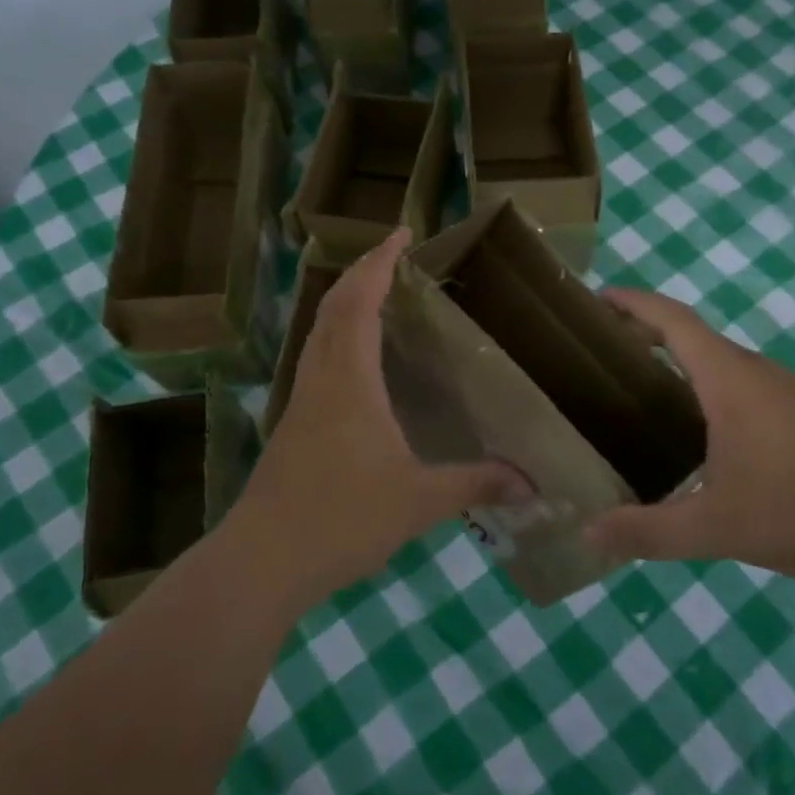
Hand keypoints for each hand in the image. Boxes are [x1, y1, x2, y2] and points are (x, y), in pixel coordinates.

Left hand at [224, 229, 531, 611]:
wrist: (262, 560)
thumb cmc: (341, 519)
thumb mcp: (419, 500)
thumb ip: (476, 484)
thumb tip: (532, 483)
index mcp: (349, 379)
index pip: (360, 302)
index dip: (380, 263)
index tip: (401, 233)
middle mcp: (320, 377)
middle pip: (333, 306)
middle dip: (362, 272)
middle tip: (395, 257)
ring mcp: (300, 400)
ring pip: (318, 331)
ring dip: (344, 301)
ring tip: (377, 295)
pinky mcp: (291, 423)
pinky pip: (316, 357)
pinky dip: (335, 335)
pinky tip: (355, 360)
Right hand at [587, 288, 794, 589]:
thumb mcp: (713, 527)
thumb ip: (647, 531)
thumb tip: (588, 535)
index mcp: (729, 380)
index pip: (673, 319)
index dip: (633, 303)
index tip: (597, 299)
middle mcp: (756, 372)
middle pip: (693, 334)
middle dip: (646, 333)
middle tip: (602, 354)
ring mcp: (785, 390)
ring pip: (720, 360)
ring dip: (679, 361)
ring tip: (639, 390)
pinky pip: (742, 382)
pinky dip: (706, 385)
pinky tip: (698, 430)